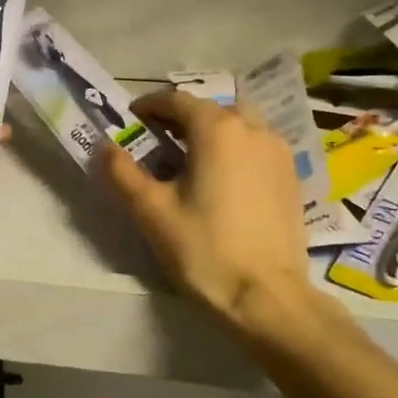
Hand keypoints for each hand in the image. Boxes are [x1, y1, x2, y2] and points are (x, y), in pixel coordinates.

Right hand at [100, 90, 312, 334]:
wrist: (267, 297)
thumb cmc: (205, 250)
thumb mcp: (152, 211)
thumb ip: (123, 172)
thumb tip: (104, 147)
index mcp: (216, 129)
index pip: (177, 100)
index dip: (150, 106)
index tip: (132, 120)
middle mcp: (252, 129)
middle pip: (210, 109)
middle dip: (182, 118)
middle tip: (160, 142)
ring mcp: (278, 151)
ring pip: (239, 124)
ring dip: (213, 131)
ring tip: (193, 161)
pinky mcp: (292, 176)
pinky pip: (258, 146)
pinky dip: (237, 149)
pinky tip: (224, 181)